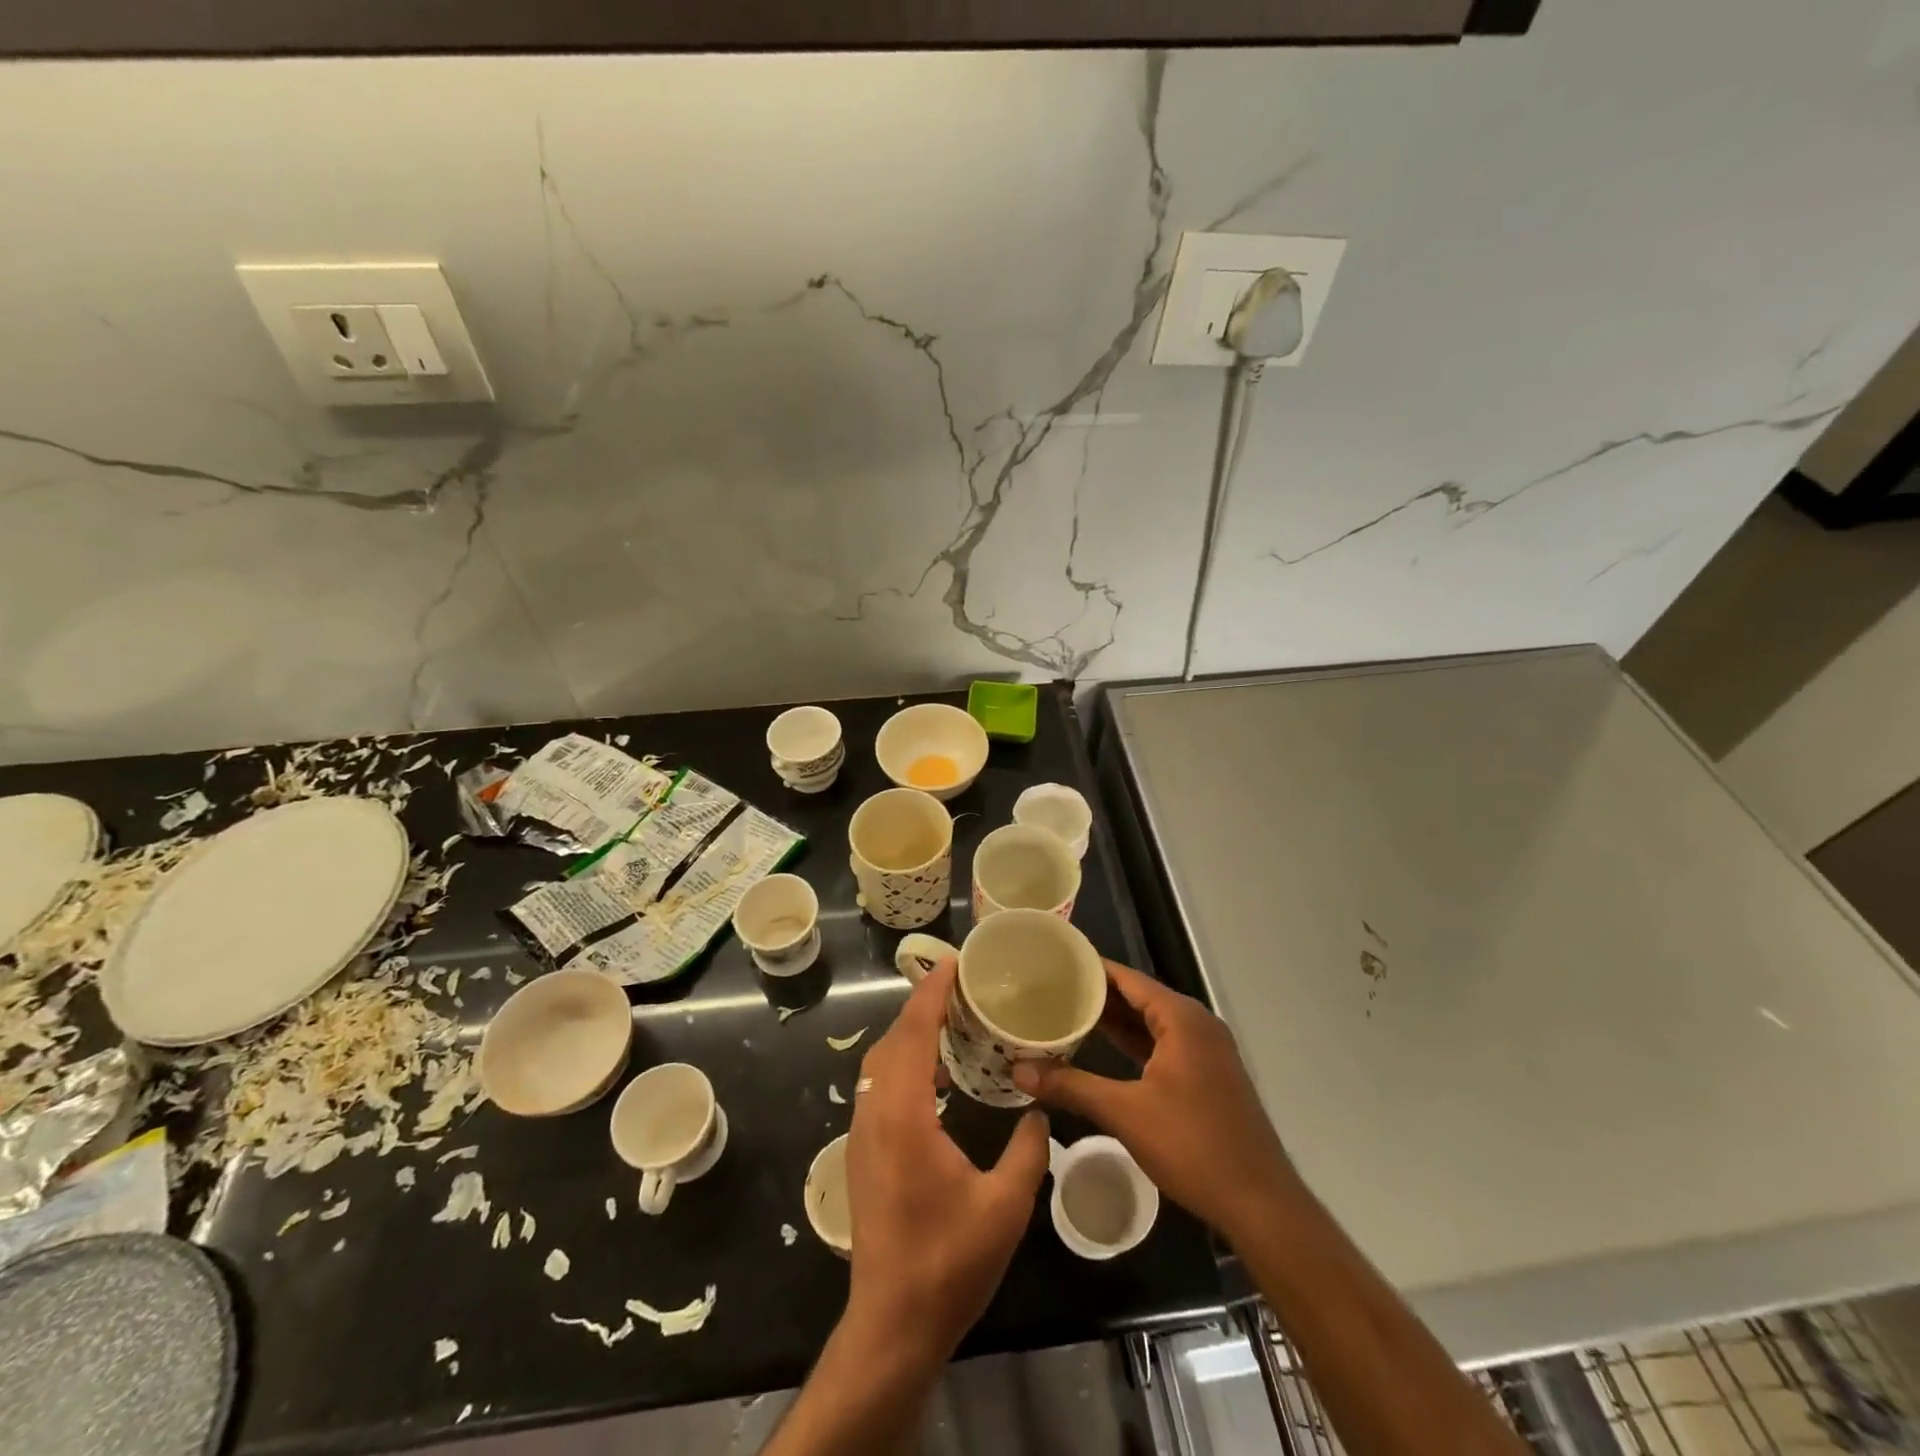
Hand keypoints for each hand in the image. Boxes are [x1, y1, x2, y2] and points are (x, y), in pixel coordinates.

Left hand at [845, 957, 1050, 1364]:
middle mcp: (875, 1114)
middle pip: (892, 1041)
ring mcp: (862, 1134)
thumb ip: (1028, 1150)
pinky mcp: (862, 1153)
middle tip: (959, 988)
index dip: (931, 994)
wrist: (892, 1325)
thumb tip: (1037, 1110)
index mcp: (904, 1116)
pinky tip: (937, 1079)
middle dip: (921, 1007)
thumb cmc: (948, 1263)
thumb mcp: (1005, 1207)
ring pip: (881, 1064)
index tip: (951, 964)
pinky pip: (880, 1086)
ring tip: (951, 1023)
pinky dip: (904, 1064)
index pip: (913, 1034)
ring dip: (911, 1035)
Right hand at [1011, 959, 1296, 1245]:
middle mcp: (1196, 1024)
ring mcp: (1205, 1051)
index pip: (1127, 978)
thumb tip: (1018, 1070)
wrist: (1260, 1204)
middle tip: (1049, 987)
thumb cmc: (1193, 1146)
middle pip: (1139, 997)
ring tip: (1066, 1012)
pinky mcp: (1206, 1076)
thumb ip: (1071, 1086)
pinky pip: (1162, 1045)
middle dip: (1096, 994)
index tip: (1053, 962)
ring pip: (1150, 1023)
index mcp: (1181, 1018)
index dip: (1090, 969)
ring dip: (1114, 1020)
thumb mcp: (1125, 1113)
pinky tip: (1102, 1048)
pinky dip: (1133, 1043)